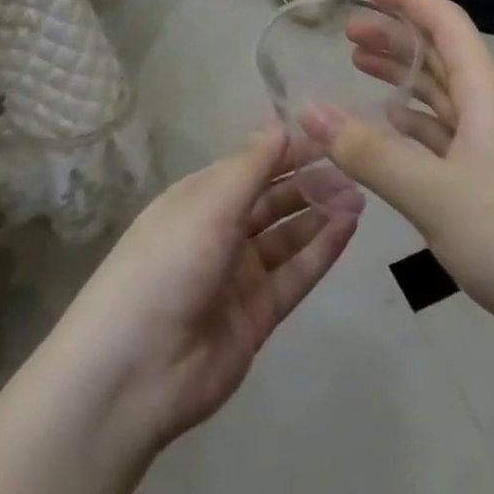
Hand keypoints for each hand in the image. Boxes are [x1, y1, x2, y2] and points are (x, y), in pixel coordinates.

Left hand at [49, 126, 360, 453]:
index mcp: (199, 199)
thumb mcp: (208, 204)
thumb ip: (250, 165)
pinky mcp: (257, 315)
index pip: (251, 166)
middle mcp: (219, 232)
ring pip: (288, 236)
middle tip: (352, 169)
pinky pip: (295, 275)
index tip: (328, 137)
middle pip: (272, 200)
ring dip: (320, 214)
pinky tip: (348, 228)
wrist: (134, 372)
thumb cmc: (167, 265)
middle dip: (309, 182)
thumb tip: (277, 121)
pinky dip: (321, 251)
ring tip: (359, 196)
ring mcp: (239, 275)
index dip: (287, 151)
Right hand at [302, 0, 493, 362]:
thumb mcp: (433, 193)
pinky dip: (417, 124)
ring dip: (405, 79)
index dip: (409, 0)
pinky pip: (449, 136)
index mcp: (487, 95)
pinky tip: (394, 129)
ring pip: (444, 97)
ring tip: (361, 70)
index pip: (447, 24)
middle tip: (348, 35)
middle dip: (396, 38)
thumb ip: (369, 153)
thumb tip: (308, 110)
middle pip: (442, 57)